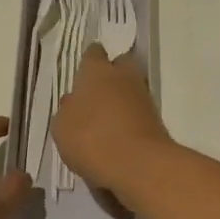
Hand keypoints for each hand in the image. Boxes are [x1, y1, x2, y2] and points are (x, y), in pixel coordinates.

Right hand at [51, 44, 174, 206]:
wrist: (138, 165)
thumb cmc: (90, 138)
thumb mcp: (62, 127)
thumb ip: (67, 110)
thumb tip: (73, 102)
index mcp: (96, 71)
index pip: (93, 53)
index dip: (88, 61)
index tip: (83, 72)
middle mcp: (123, 77)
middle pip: (121, 64)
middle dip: (112, 74)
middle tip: (97, 93)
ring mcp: (143, 97)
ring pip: (131, 89)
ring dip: (121, 99)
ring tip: (105, 121)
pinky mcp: (157, 120)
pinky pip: (139, 113)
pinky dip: (130, 120)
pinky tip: (117, 137)